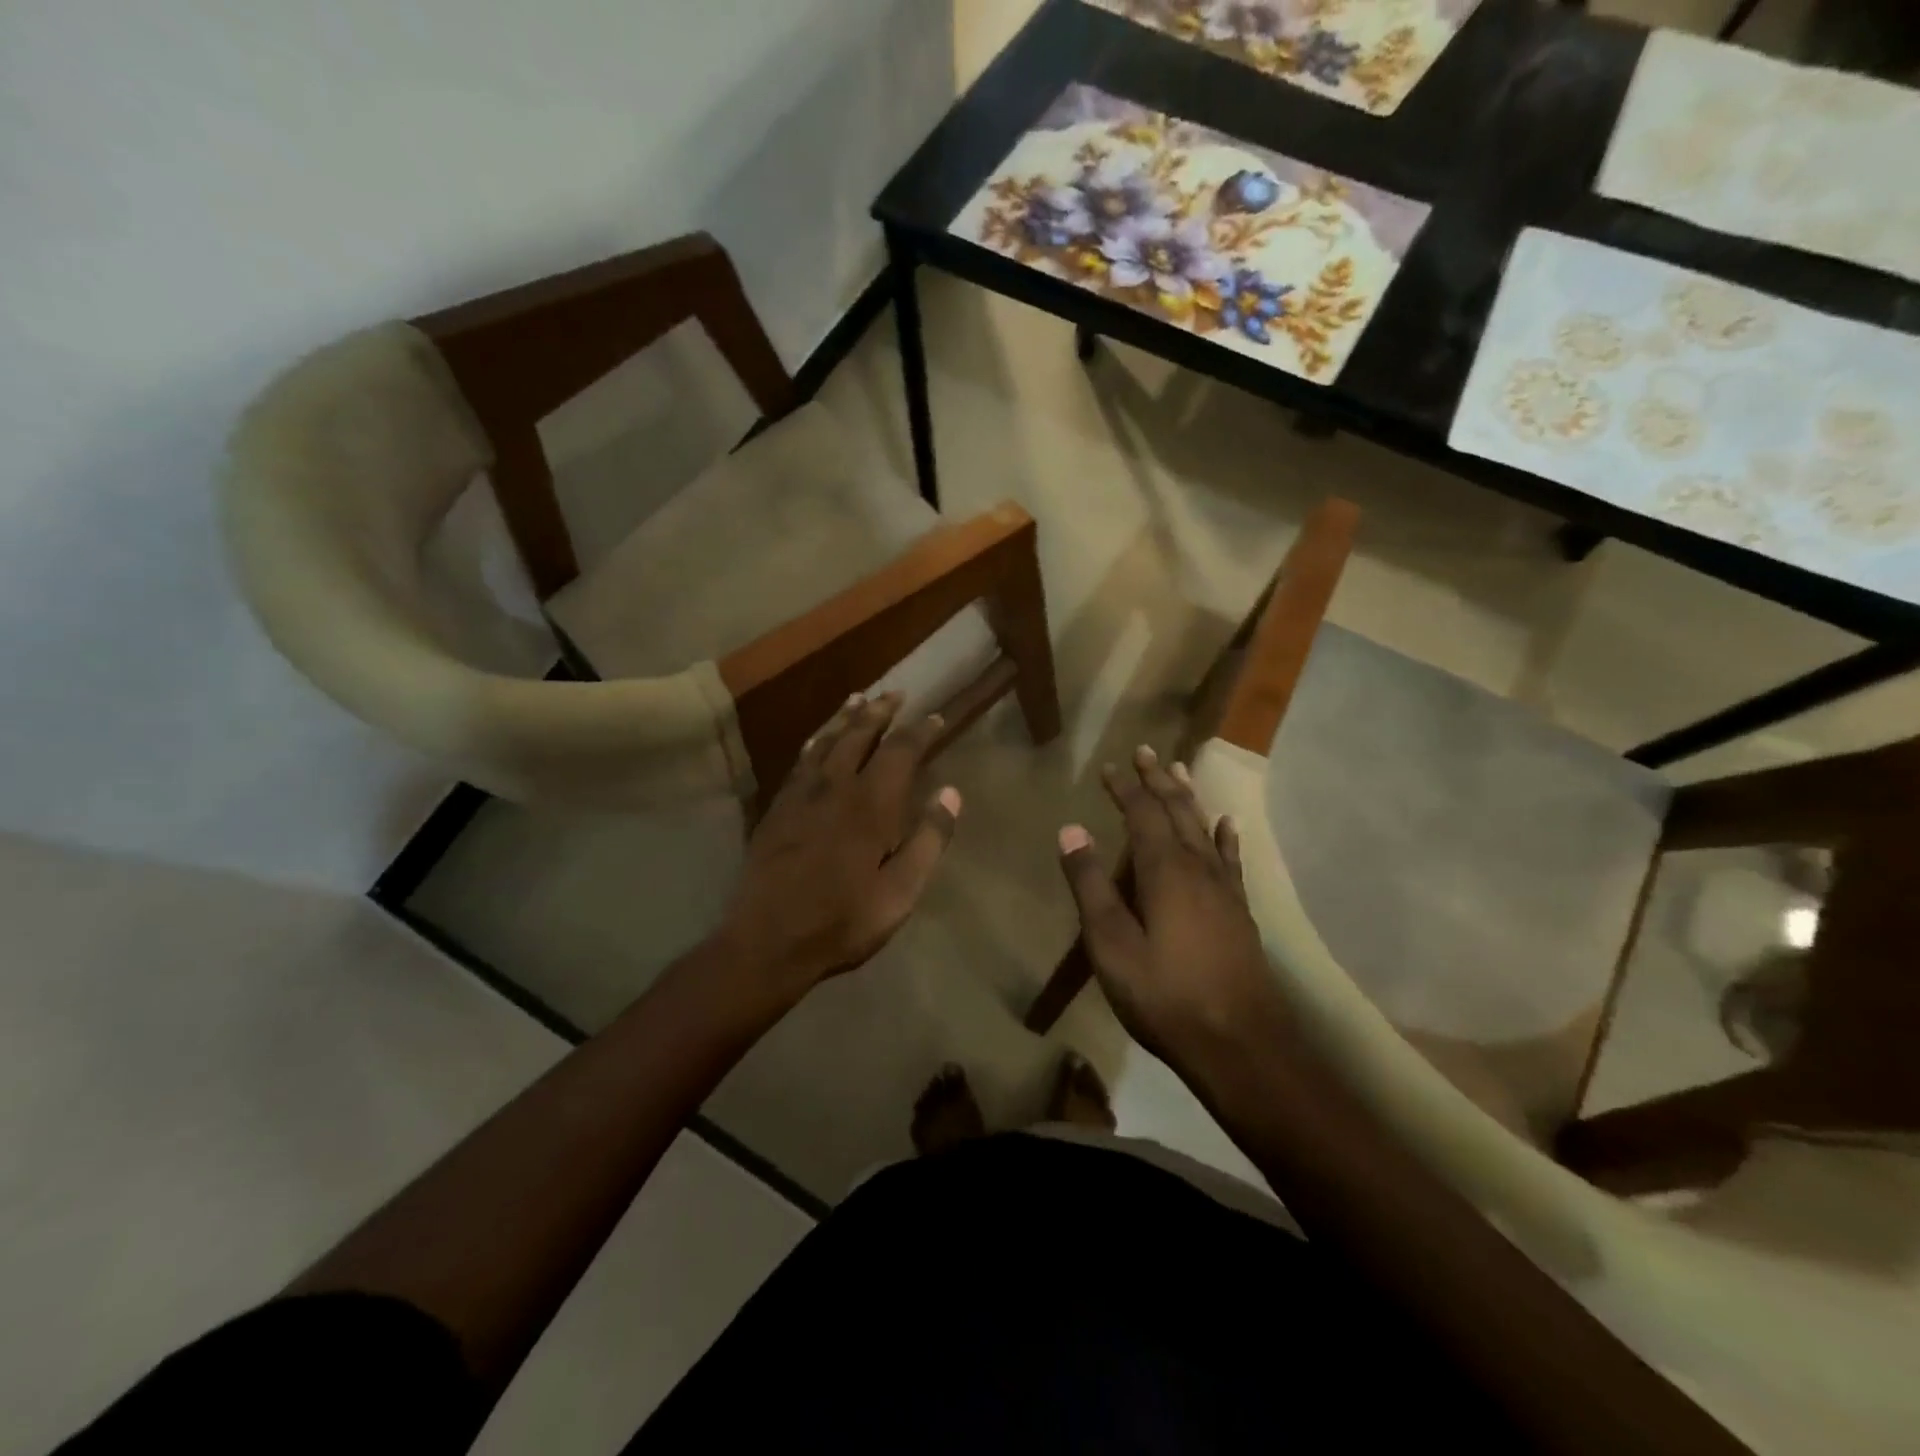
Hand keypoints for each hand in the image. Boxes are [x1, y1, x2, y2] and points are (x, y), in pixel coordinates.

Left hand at [718, 691, 960, 1000]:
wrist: (767, 941)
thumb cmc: (842, 920)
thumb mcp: (900, 892)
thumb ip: (929, 840)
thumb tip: (951, 793)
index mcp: (870, 804)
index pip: (900, 751)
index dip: (920, 731)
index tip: (934, 717)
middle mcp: (834, 787)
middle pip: (859, 734)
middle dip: (880, 712)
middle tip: (895, 693)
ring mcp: (800, 795)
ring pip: (825, 741)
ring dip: (845, 717)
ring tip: (858, 699)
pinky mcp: (777, 809)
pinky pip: (799, 761)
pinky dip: (814, 742)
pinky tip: (815, 741)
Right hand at [1057, 746, 1283, 1060]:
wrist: (1240, 1044)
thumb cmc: (1165, 996)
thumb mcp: (1111, 944)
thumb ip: (1090, 886)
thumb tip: (1070, 830)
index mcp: (1164, 871)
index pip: (1142, 814)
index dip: (1126, 788)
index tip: (1110, 766)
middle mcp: (1198, 868)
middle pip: (1177, 812)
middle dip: (1158, 781)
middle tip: (1146, 752)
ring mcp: (1224, 889)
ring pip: (1204, 828)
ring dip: (1188, 798)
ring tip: (1179, 770)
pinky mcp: (1239, 911)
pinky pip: (1231, 860)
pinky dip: (1226, 837)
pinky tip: (1227, 825)